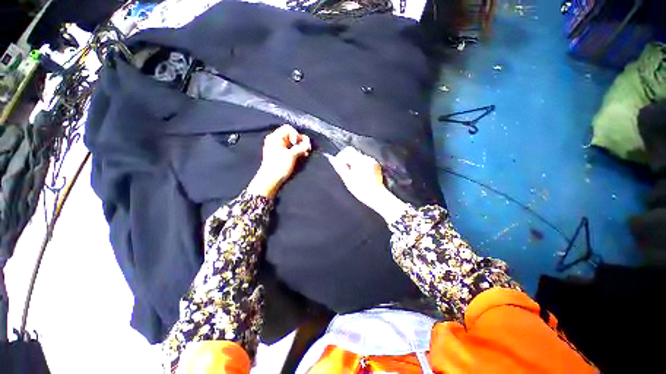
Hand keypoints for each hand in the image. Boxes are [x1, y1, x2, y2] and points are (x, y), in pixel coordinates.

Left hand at [247, 125, 310, 198]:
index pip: (289, 129)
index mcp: (275, 137)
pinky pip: (289, 149)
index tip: (298, 144)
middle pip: (290, 135)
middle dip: (300, 141)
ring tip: (305, 153)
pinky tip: (302, 156)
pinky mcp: (278, 155)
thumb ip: (301, 147)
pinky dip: (295, 151)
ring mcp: (276, 147)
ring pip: (291, 143)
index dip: (296, 135)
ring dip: (299, 147)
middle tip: (307, 148)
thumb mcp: (292, 155)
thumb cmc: (279, 166)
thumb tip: (308, 143)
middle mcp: (274, 140)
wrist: (270, 180)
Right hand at [327, 147, 407, 222]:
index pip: (347, 150)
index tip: (339, 164)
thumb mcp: (347, 178)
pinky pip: (365, 161)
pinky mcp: (376, 164)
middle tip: (346, 171)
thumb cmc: (360, 189)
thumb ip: (339, 167)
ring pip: (359, 157)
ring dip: (354, 163)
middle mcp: (366, 158)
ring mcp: (372, 161)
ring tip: (354, 175)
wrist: (375, 195)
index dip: (341, 157)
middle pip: (353, 153)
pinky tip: (361, 175)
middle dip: (348, 160)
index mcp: (358, 160)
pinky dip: (361, 165)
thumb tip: (332, 159)